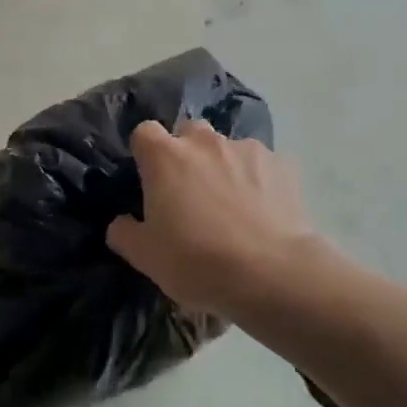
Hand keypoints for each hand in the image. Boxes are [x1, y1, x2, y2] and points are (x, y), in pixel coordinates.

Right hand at [107, 121, 328, 316]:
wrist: (271, 274)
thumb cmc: (196, 261)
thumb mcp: (144, 256)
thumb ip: (124, 232)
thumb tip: (122, 223)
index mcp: (164, 157)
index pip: (144, 132)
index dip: (145, 153)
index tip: (149, 179)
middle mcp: (205, 142)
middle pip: (188, 133)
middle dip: (186, 153)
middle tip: (189, 192)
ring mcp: (248, 149)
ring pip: (227, 148)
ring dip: (223, 166)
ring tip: (232, 205)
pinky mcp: (284, 165)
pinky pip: (262, 165)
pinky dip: (258, 180)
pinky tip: (262, 211)